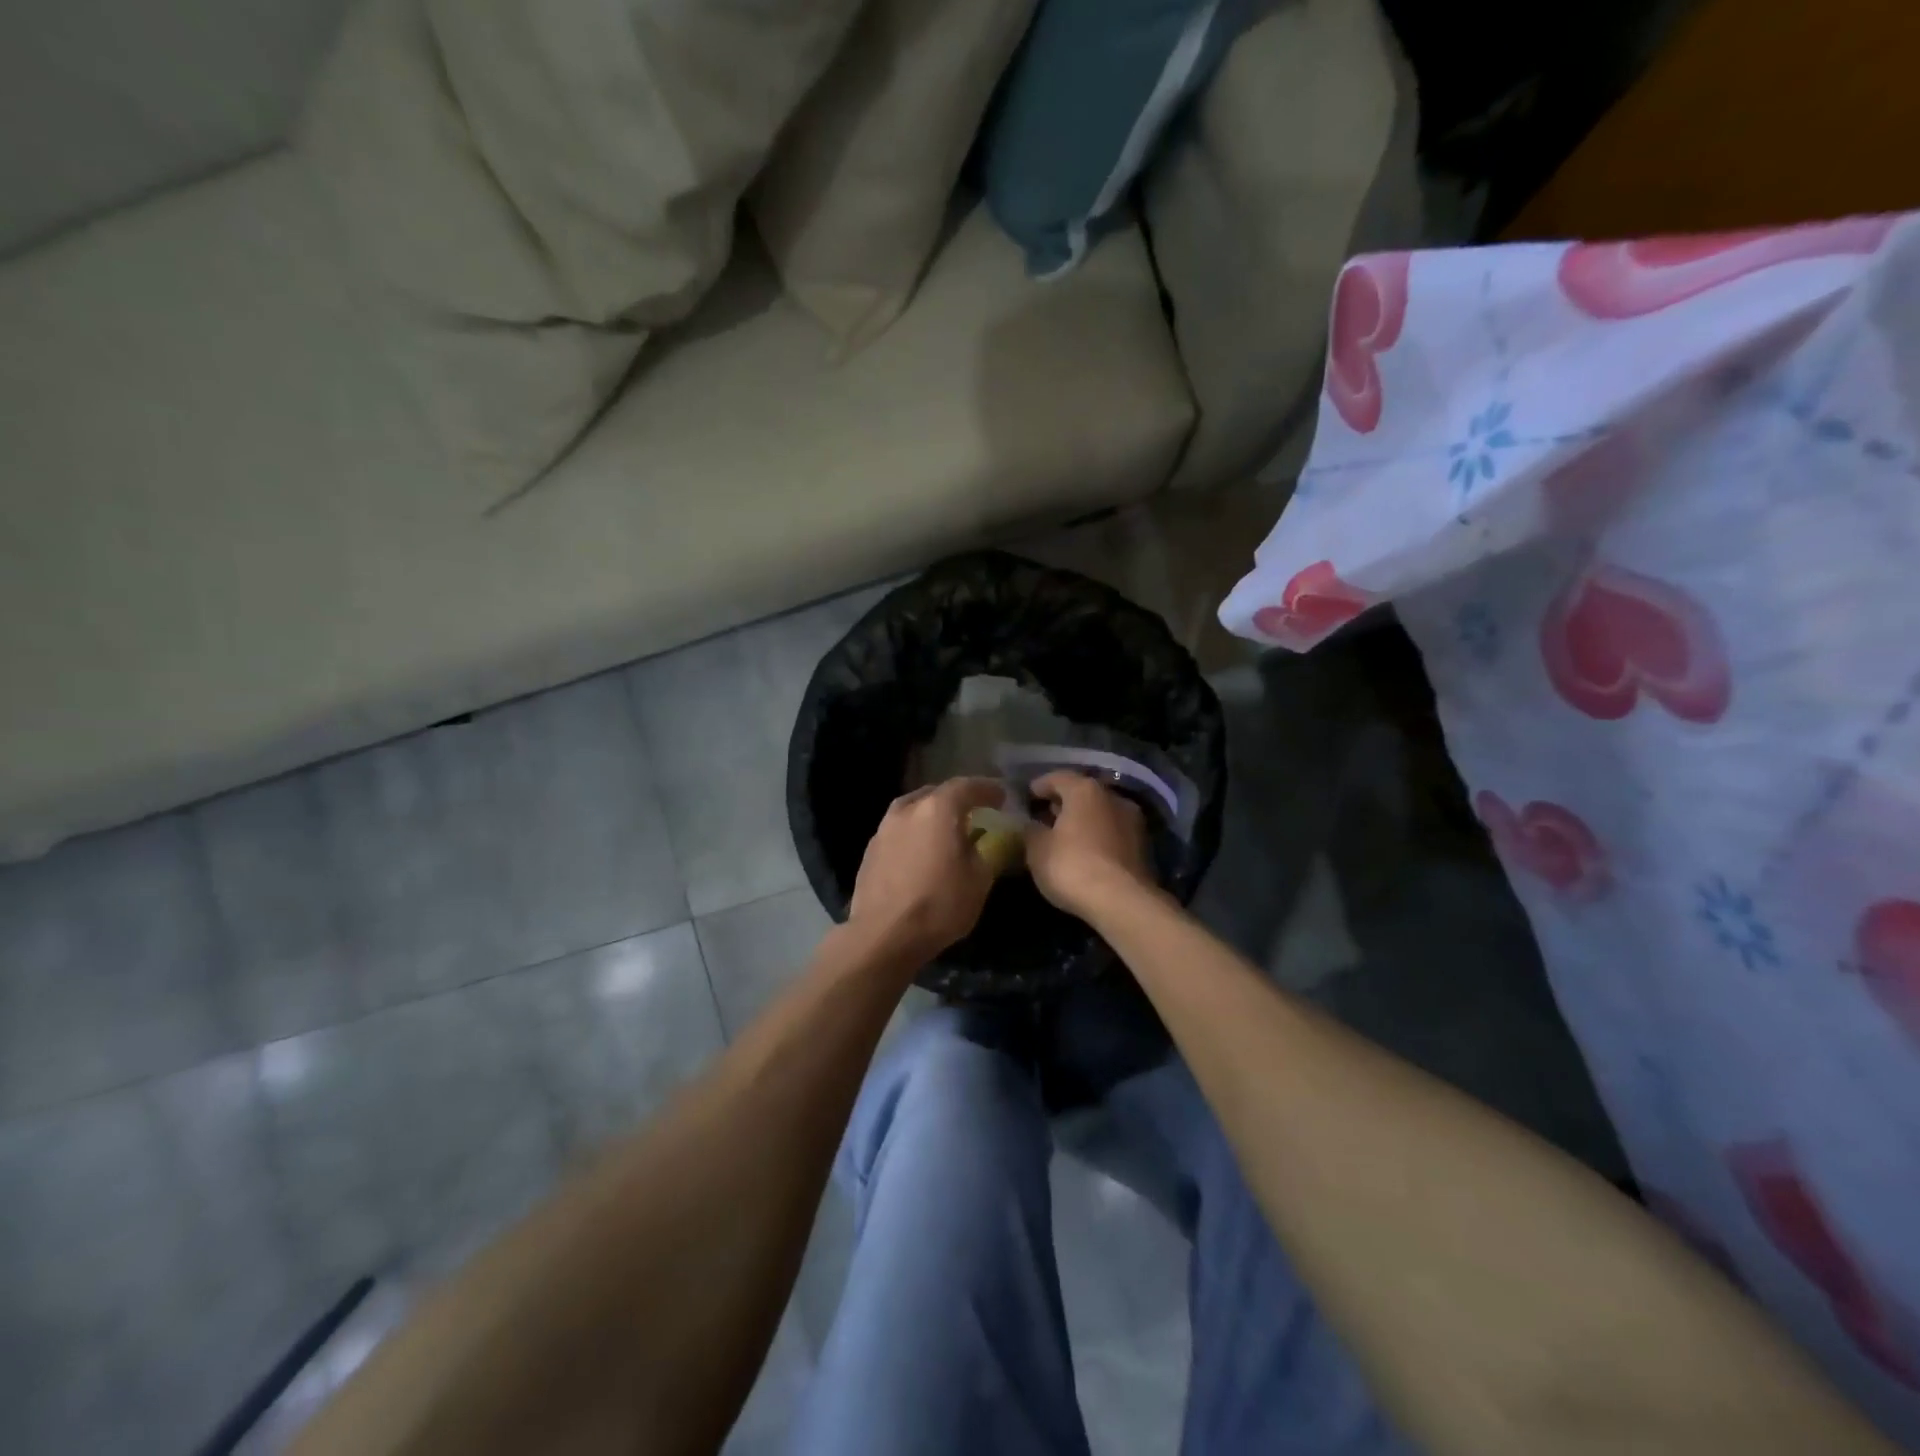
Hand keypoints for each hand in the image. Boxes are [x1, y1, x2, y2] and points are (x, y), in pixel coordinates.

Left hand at [846, 777, 1005, 962]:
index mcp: (938, 809)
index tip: (1001, 797)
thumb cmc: (939, 905)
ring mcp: (884, 828)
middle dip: (958, 800)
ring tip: (947, 831)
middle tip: (975, 812)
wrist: (882, 936)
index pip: (967, 786)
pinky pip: (900, 830)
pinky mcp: (870, 850)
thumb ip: (989, 851)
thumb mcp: (979, 880)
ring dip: (933, 815)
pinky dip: (916, 833)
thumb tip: (991, 839)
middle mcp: (908, 809)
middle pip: (937, 793)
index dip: (987, 789)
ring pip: (914, 810)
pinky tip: (922, 851)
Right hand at [1024, 771, 1155, 920]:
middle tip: (1044, 815)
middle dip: (1063, 803)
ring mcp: (1133, 821)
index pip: (1058, 777)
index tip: (1028, 796)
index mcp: (1085, 790)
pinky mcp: (1143, 846)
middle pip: (1083, 793)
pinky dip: (1097, 837)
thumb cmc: (1072, 866)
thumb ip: (1031, 830)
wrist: (1122, 902)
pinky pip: (1112, 833)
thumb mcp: (1037, 849)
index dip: (1040, 785)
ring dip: (1083, 821)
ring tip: (1064, 836)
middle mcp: (1113, 797)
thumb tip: (1031, 824)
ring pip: (1100, 813)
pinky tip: (1085, 852)